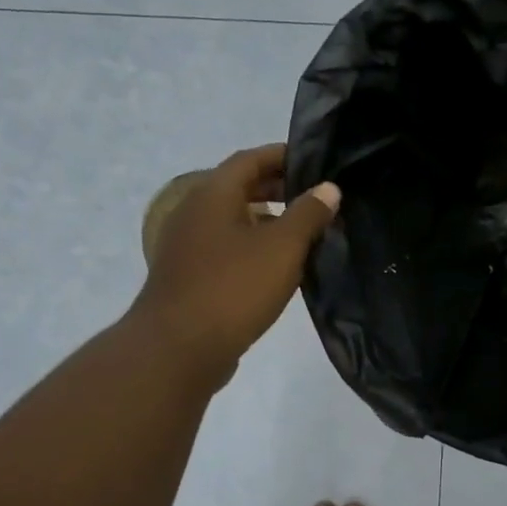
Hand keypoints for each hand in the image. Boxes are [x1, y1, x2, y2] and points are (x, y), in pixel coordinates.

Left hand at [132, 144, 340, 382]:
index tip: (315, 161)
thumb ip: (308, 214)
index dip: (282, 155)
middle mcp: (194, 212)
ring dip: (266, 219)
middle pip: (238, 187)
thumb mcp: (282, 248)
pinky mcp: (188, 276)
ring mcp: (187, 246)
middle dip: (277, 187)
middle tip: (315, 197)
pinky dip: (252, 245)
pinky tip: (277, 267)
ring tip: (303, 232)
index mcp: (212, 195)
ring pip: (232, 219)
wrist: (177, 350)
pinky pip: (225, 247)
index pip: (250, 159)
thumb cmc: (233, 288)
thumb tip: (328, 188)